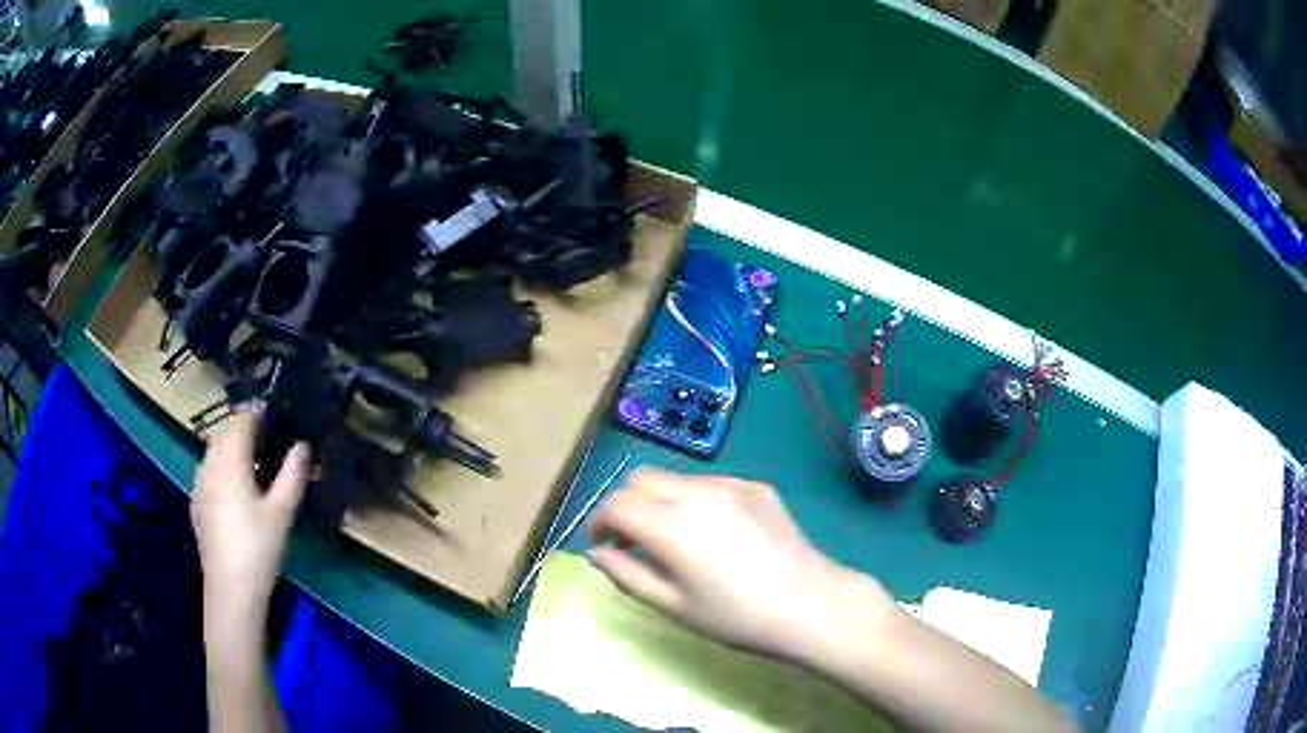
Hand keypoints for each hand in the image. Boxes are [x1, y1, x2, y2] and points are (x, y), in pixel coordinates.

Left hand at [192, 408, 309, 631]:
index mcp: (230, 462)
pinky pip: (207, 470)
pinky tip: (233, 486)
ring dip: (229, 445)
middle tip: (266, 434)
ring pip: (212, 451)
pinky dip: (220, 465)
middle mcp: (210, 465)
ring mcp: (199, 484)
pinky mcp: (196, 503)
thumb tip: (303, 445)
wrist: (231, 589)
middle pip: (224, 433)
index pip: (241, 422)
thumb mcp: (282, 513)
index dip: (257, 412)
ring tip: (250, 458)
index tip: (274, 411)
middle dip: (242, 427)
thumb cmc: (259, 548)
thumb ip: (292, 475)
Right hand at [587, 469, 893, 662]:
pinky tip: (712, 533)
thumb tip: (598, 552)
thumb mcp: (673, 605)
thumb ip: (626, 574)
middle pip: (640, 480)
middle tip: (631, 540)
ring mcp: (731, 483)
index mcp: (672, 525)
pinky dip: (693, 500)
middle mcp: (697, 492)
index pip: (616, 504)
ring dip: (658, 500)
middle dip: (625, 505)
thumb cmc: (736, 617)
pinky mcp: (756, 486)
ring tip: (672, 538)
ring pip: (674, 478)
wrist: (810, 604)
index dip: (599, 522)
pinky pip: (709, 482)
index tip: (602, 545)